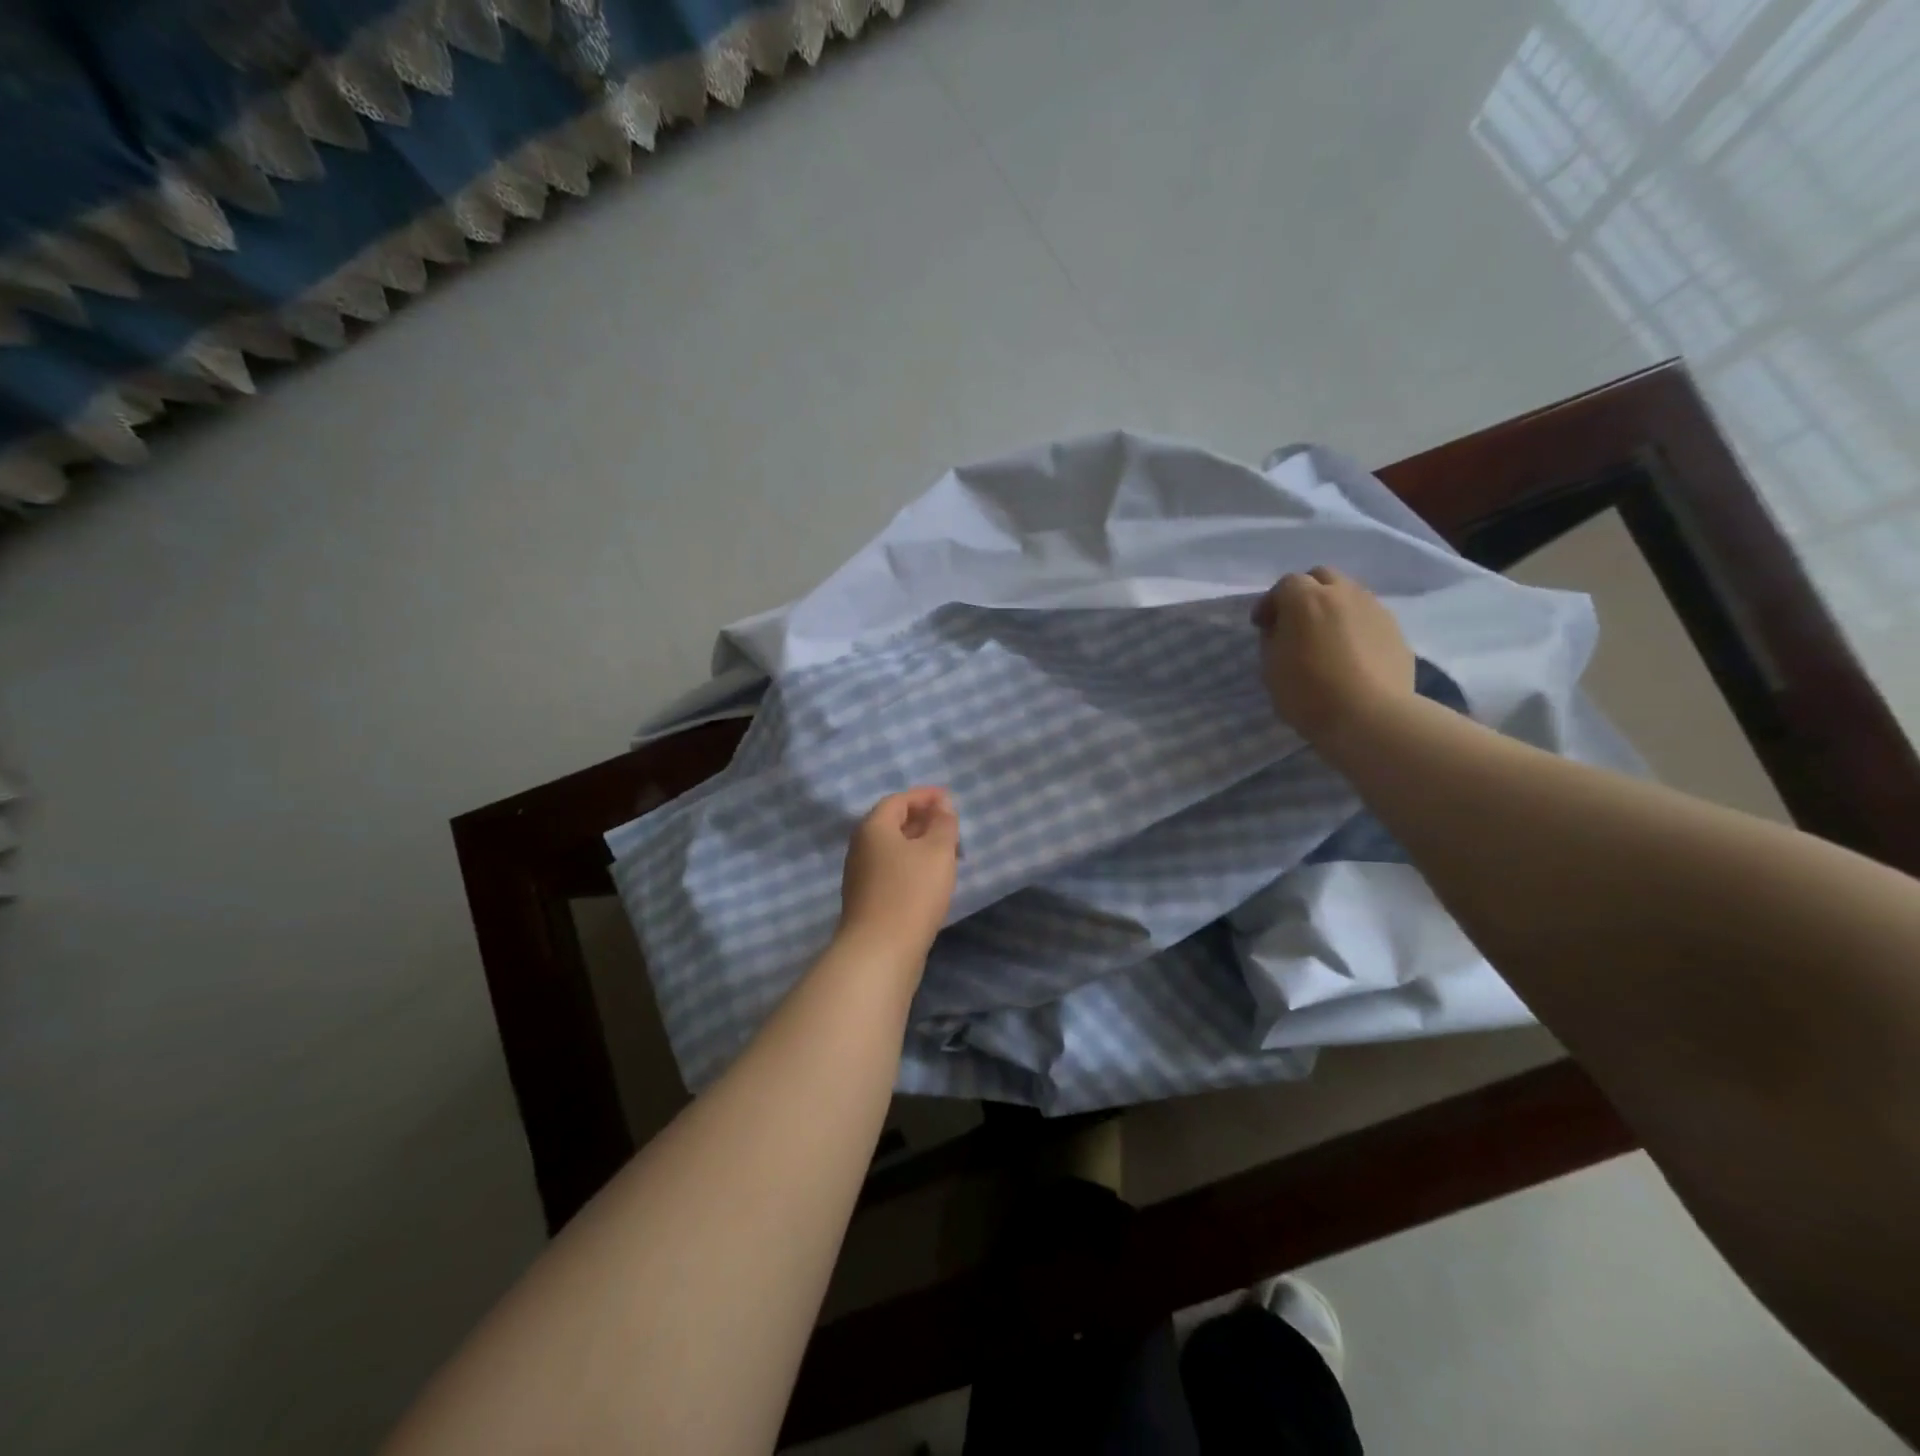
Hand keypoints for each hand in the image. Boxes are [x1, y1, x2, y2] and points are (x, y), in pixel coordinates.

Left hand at [837, 787, 959, 960]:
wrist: (880, 951)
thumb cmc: (911, 892)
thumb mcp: (937, 851)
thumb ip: (943, 823)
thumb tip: (941, 804)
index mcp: (873, 828)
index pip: (898, 800)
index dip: (924, 796)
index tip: (949, 798)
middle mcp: (861, 847)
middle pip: (892, 824)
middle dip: (923, 820)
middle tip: (951, 826)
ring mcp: (860, 876)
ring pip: (893, 849)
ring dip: (919, 845)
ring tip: (947, 853)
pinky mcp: (866, 900)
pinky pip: (891, 870)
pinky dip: (912, 866)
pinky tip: (931, 880)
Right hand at [1252, 566, 1414, 743]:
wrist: (1370, 717)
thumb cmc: (1309, 693)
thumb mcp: (1271, 668)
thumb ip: (1273, 639)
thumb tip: (1282, 628)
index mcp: (1306, 599)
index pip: (1284, 584)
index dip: (1271, 603)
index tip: (1263, 626)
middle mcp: (1343, 593)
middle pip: (1321, 577)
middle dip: (1305, 593)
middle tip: (1296, 623)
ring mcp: (1374, 609)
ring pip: (1349, 594)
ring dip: (1333, 607)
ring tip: (1326, 638)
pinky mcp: (1396, 630)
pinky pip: (1368, 617)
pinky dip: (1355, 626)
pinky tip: (1350, 653)